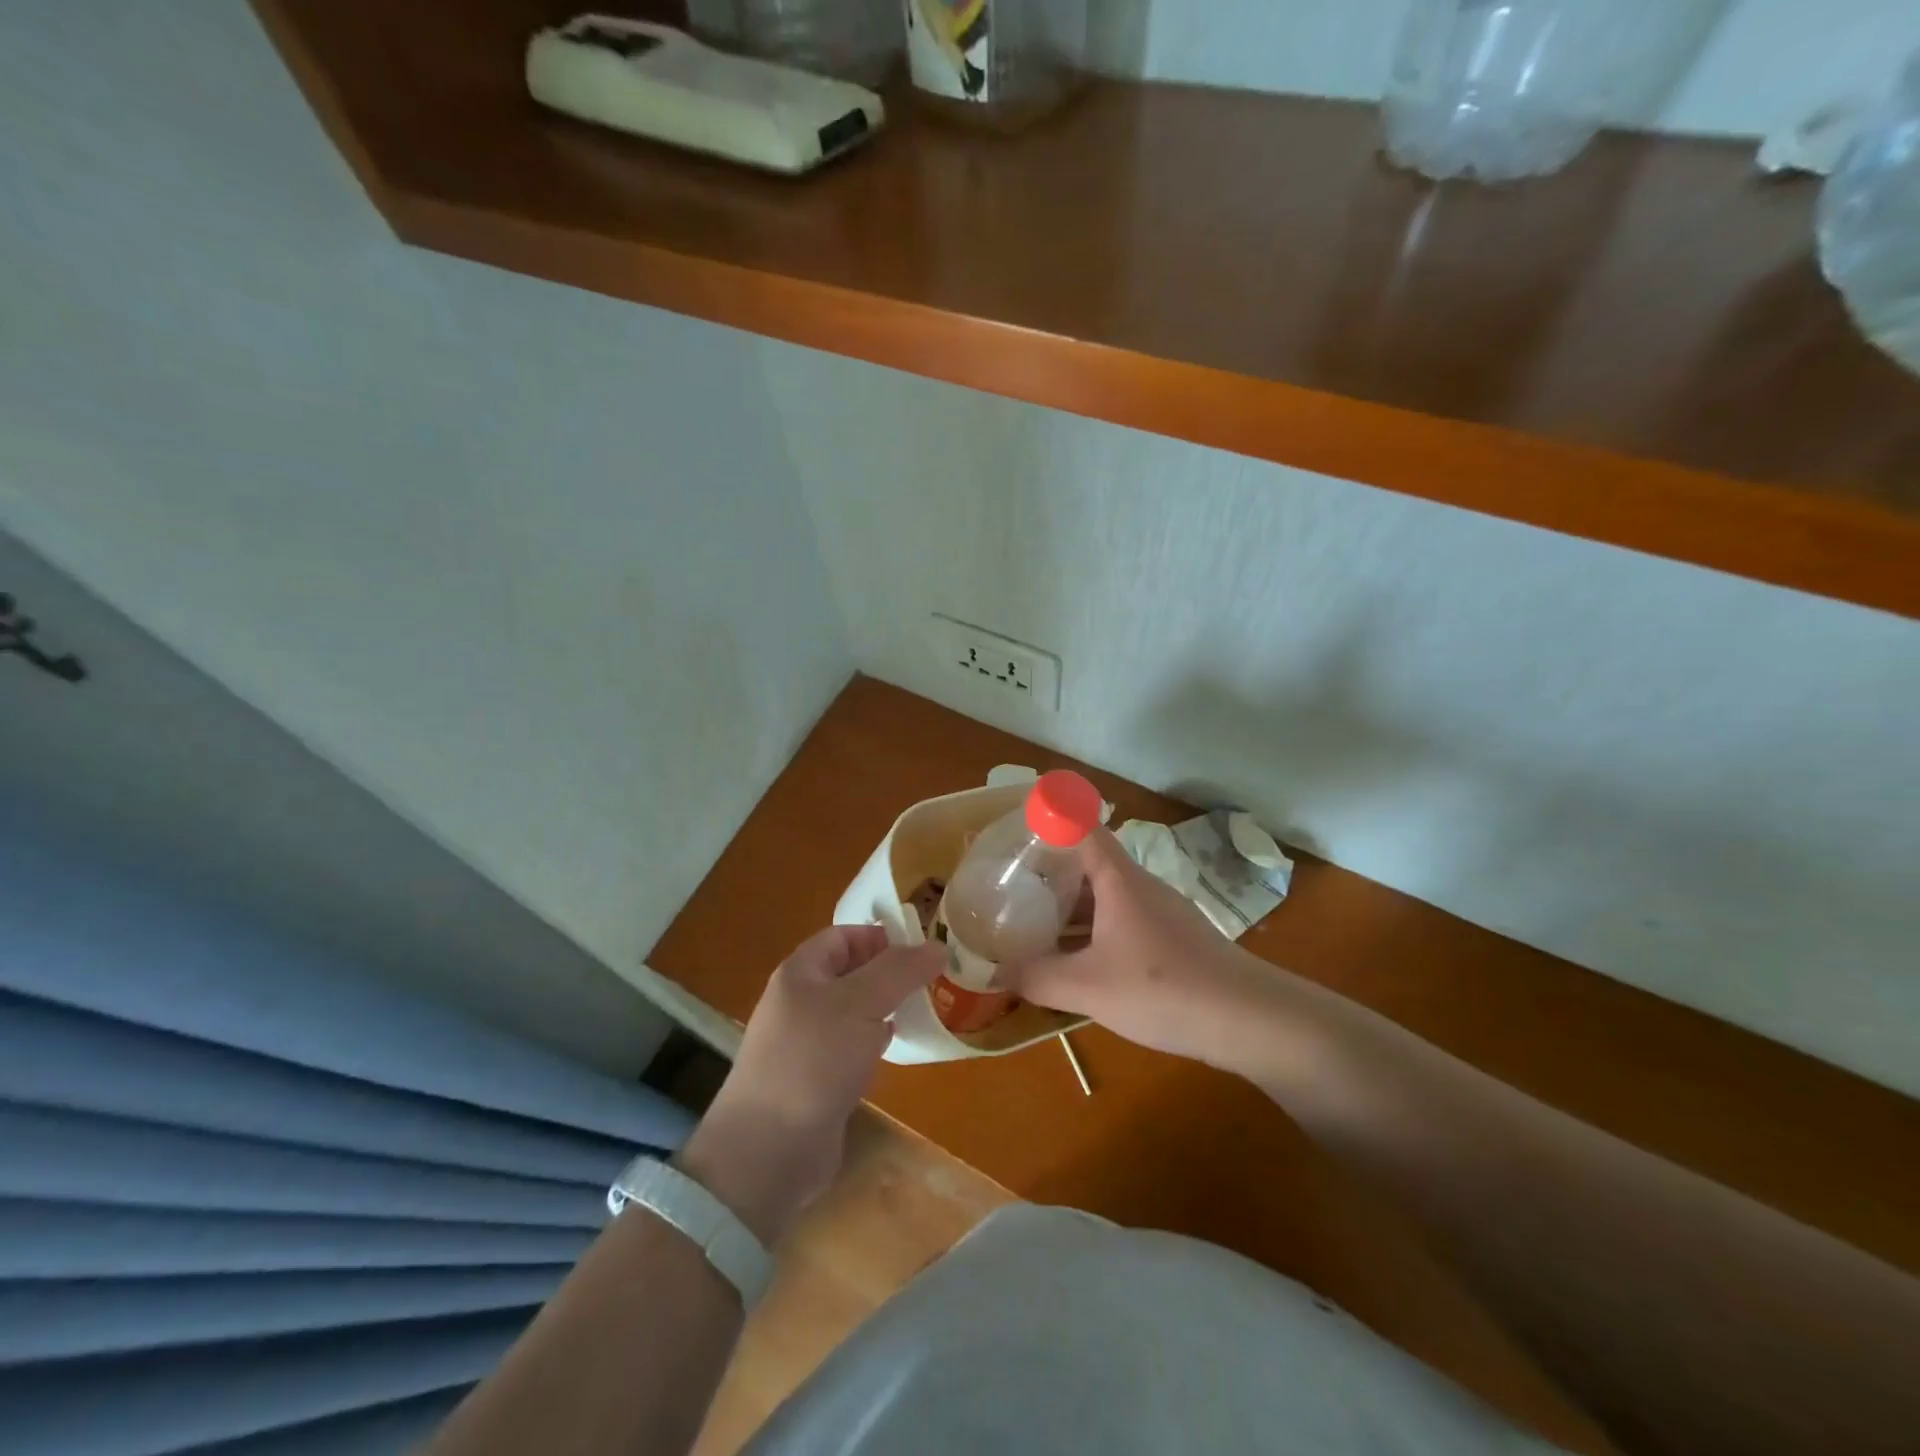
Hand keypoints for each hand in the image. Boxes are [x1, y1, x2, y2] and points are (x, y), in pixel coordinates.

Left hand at [679, 926, 942, 1244]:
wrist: (768, 1150)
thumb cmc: (813, 1060)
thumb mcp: (860, 1004)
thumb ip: (900, 971)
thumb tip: (938, 945)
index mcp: (801, 972)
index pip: (844, 936)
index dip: (881, 936)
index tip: (922, 947)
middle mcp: (801, 1001)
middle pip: (851, 972)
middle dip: (890, 972)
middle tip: (933, 978)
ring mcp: (807, 1042)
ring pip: (854, 1011)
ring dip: (886, 1007)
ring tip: (925, 1007)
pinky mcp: (817, 1079)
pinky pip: (852, 1046)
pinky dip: (876, 1041)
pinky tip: (899, 1047)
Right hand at [1002, 828, 1279, 1067]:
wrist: (1250, 1019)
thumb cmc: (1164, 988)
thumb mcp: (1088, 987)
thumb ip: (1037, 977)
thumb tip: (996, 973)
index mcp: (1118, 880)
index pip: (1082, 826)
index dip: (1051, 815)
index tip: (1018, 818)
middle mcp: (1139, 886)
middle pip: (1089, 861)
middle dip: (1049, 867)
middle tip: (1009, 881)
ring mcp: (1160, 912)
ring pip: (1106, 894)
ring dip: (1071, 903)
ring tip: (1032, 920)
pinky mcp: (1173, 939)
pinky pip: (1121, 920)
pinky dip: (1093, 928)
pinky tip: (1077, 958)